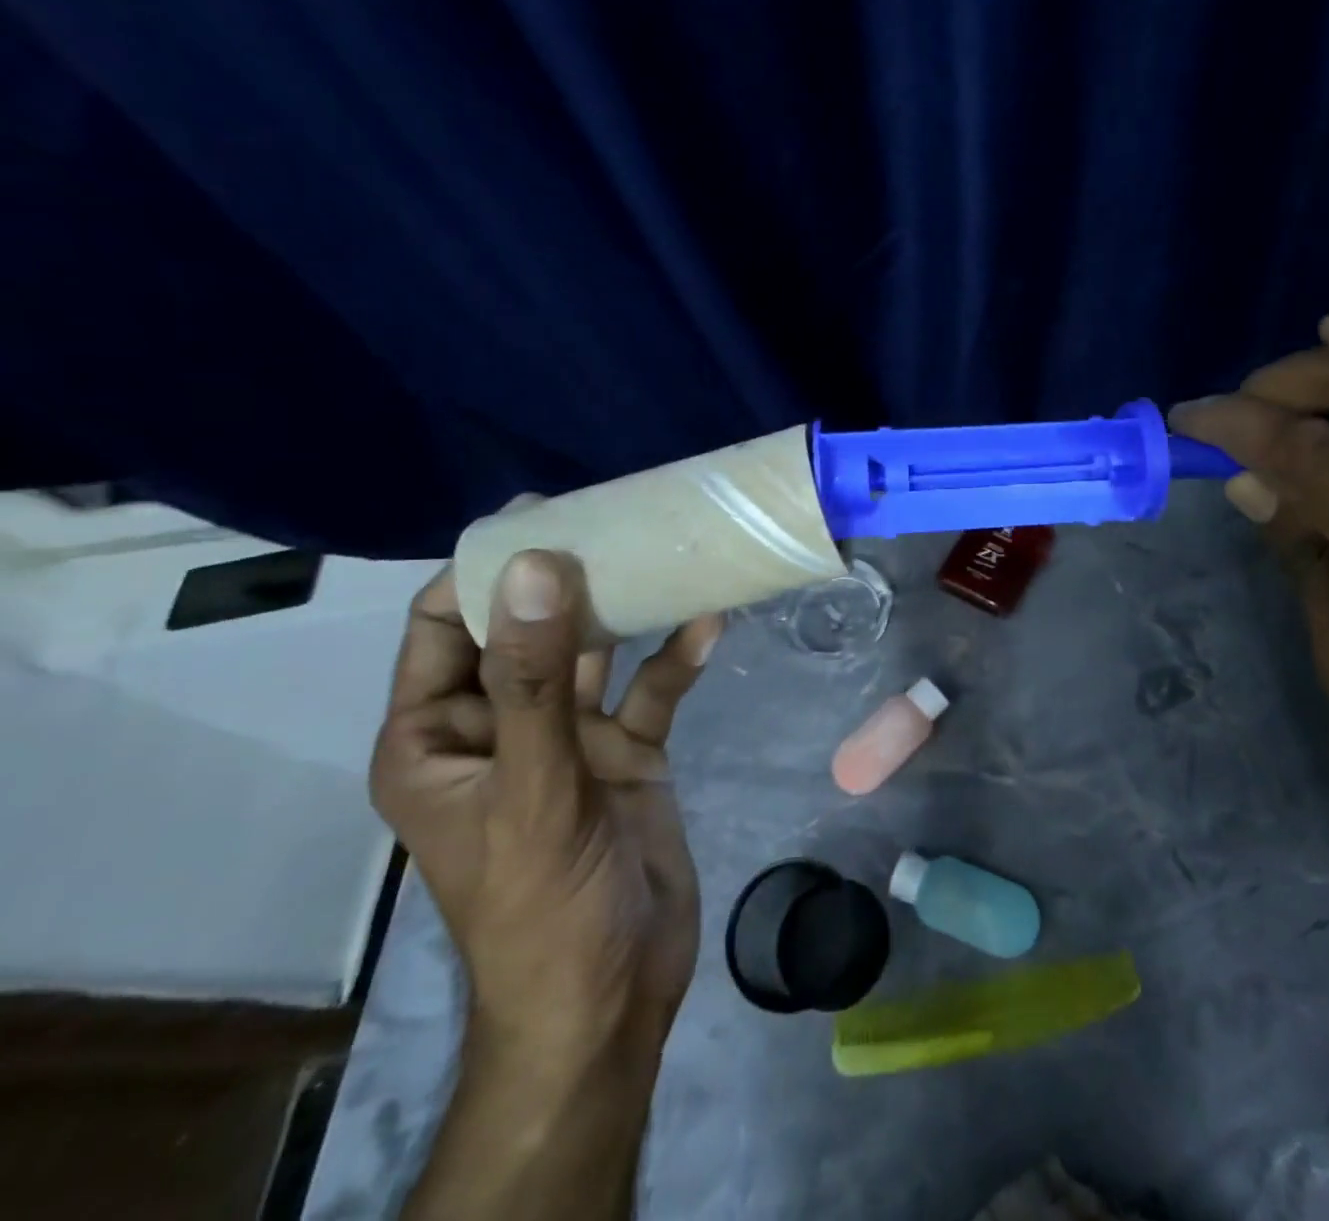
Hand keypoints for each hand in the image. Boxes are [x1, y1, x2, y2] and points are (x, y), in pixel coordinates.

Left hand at [371, 551, 721, 1061]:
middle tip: (614, 515)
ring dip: (628, 609)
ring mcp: (569, 740)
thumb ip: (535, 677)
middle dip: (566, 577)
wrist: (612, 992)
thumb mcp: (532, 785)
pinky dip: (677, 658)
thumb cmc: (543, 901)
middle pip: (528, 630)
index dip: (482, 571)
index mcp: (439, 739)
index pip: (442, 630)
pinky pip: (651, 691)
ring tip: (667, 551)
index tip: (538, 515)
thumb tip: (533, 567)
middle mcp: (502, 727)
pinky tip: (710, 622)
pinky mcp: (628, 753)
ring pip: (596, 654)